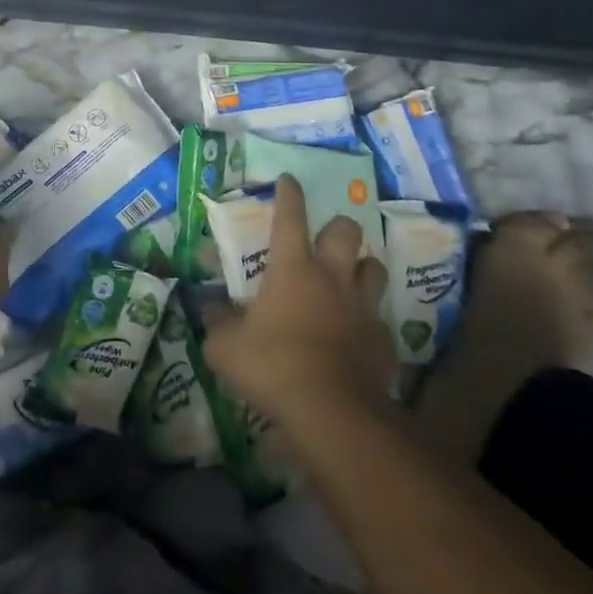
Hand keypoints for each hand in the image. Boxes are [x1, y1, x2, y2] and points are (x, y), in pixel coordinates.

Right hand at [203, 175, 395, 424]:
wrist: (333, 413)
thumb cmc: (272, 366)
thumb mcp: (224, 346)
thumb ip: (217, 321)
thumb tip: (209, 307)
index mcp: (292, 268)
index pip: (290, 216)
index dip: (288, 194)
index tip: (288, 180)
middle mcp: (332, 278)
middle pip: (346, 232)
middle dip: (337, 227)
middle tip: (325, 239)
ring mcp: (363, 308)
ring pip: (373, 268)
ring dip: (361, 267)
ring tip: (348, 279)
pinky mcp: (383, 341)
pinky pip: (379, 318)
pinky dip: (367, 320)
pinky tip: (354, 335)